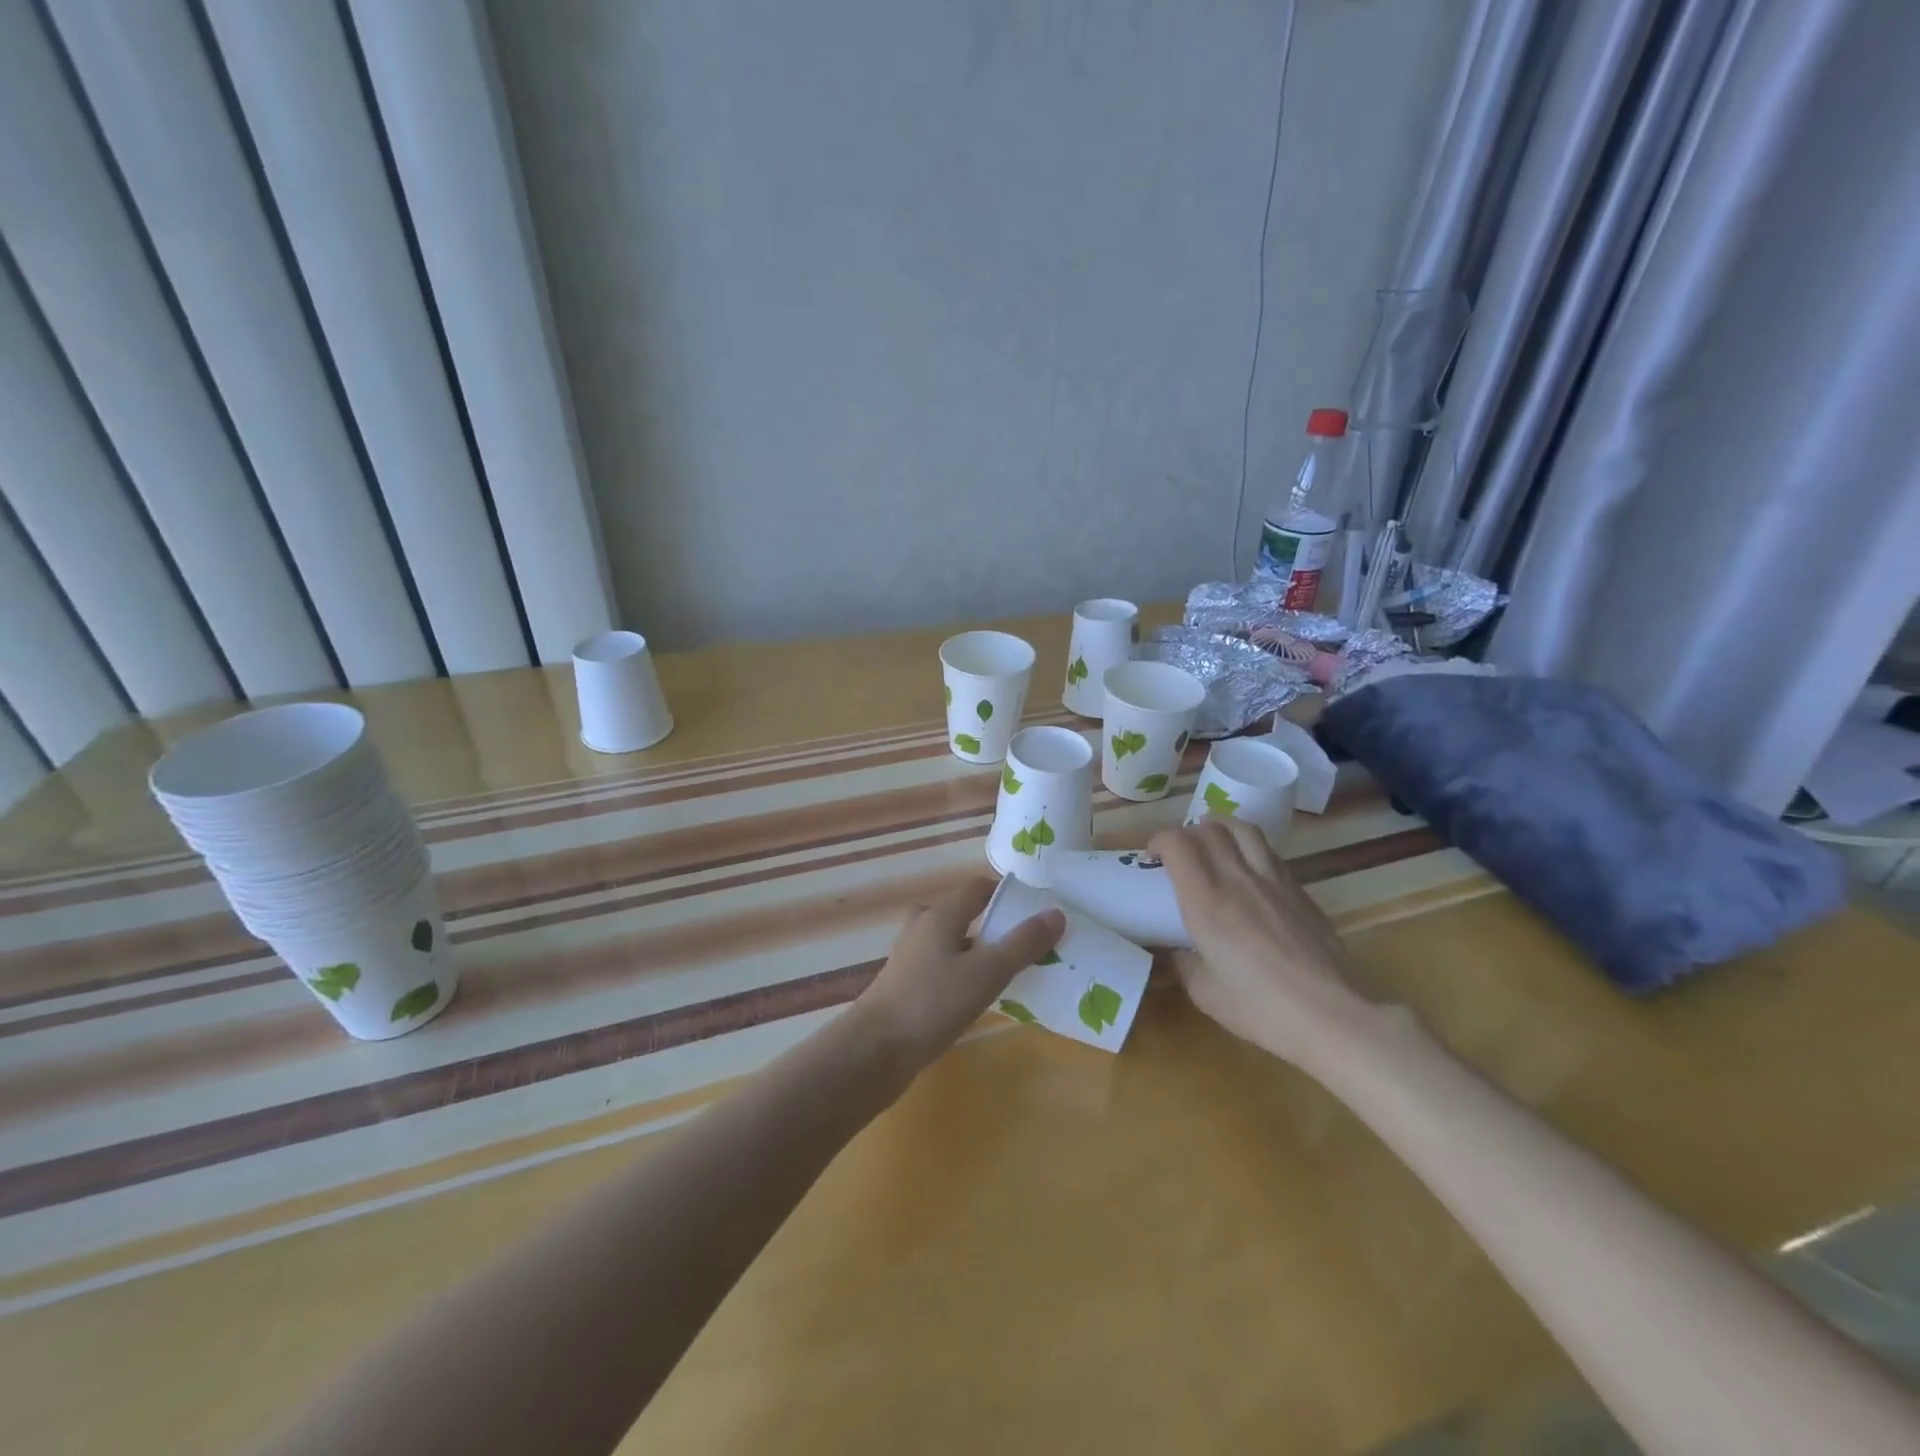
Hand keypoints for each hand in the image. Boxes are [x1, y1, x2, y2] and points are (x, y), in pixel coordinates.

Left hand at [857, 877, 1063, 1070]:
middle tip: (1026, 947)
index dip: (1007, 894)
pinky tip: (978, 999)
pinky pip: (942, 968)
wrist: (874, 1051)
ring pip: (952, 943)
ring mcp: (910, 958)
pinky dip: (963, 975)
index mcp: (940, 915)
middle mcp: (922, 928)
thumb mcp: (986, 972)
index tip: (1036, 913)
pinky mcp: (906, 986)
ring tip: (1010, 974)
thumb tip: (1056, 913)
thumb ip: (1022, 944)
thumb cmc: (932, 1003)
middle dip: (994, 926)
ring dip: (979, 953)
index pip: (978, 888)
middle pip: (964, 914)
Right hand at [1149, 820, 1374, 1072]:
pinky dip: (1249, 849)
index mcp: (1206, 901)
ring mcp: (1274, 880)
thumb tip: (1174, 948)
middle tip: (1179, 855)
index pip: (1177, 843)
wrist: (1334, 1016)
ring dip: (1220, 828)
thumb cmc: (1261, 1008)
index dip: (1159, 840)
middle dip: (1186, 833)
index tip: (1152, 857)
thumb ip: (1183, 962)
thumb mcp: (1204, 992)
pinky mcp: (1300, 890)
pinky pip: (1268, 852)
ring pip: (1243, 829)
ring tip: (1213, 845)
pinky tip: (1248, 873)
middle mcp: (1238, 878)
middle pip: (1209, 828)